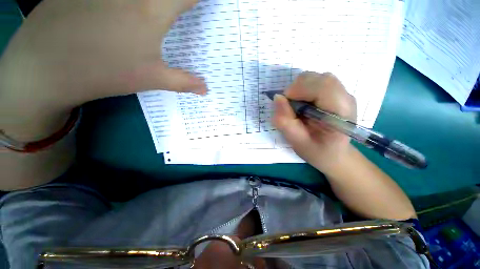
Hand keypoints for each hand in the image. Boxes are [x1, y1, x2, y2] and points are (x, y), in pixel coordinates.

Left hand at [0, 0, 204, 138]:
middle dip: (176, 2)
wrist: (46, 68)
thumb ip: (184, 82)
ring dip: (153, 2)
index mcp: (152, 11)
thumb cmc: (104, 73)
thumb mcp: (152, 79)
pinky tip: (122, 11)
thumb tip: (206, 89)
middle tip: (178, 10)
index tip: (201, 5)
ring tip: (154, 12)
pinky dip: (125, 2)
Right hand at [273, 72, 356, 173]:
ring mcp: (343, 94)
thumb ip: (285, 122)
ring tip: (297, 106)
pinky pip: (317, 82)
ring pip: (317, 77)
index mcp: (341, 113)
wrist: (335, 154)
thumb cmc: (317, 151)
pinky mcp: (337, 93)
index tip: (284, 102)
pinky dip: (304, 89)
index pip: (323, 87)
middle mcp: (346, 98)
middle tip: (290, 107)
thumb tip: (277, 97)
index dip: (299, 89)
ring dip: (300, 88)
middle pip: (319, 78)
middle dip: (297, 88)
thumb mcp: (297, 142)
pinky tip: (304, 103)